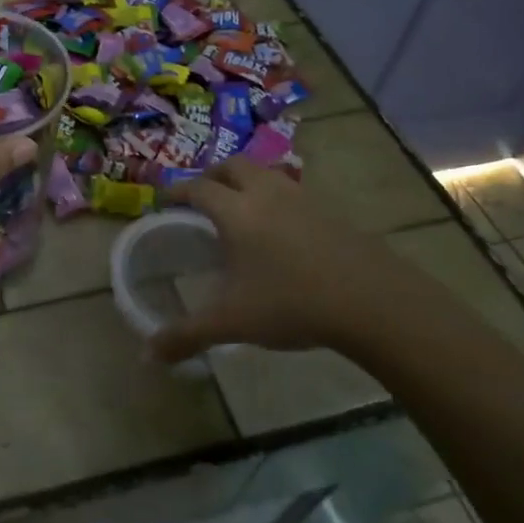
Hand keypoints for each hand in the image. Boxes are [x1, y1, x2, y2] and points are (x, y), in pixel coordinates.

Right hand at [148, 158, 468, 365]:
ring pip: (267, 175)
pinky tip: (281, 232)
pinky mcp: (333, 212)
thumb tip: (148, 356)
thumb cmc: (292, 303)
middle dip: (212, 176)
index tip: (164, 200)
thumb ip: (186, 336)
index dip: (176, 191)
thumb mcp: (232, 322)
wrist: (375, 301)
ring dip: (247, 182)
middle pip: (233, 166)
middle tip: (201, 197)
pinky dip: (276, 200)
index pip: (198, 188)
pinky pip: (294, 192)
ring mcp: (304, 199)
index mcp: (237, 212)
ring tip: (240, 210)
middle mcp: (267, 194)